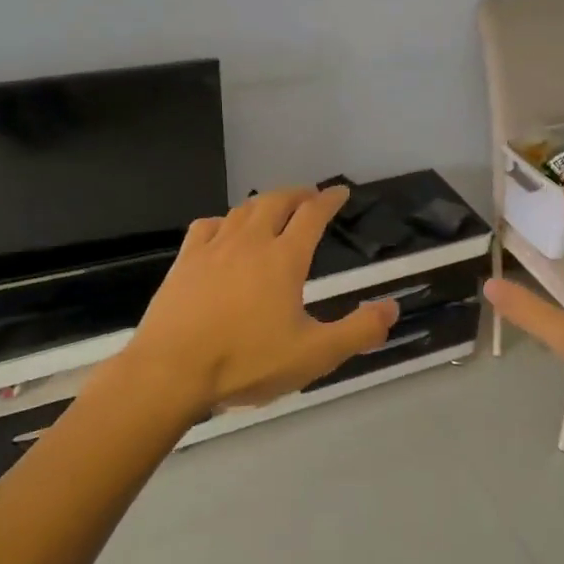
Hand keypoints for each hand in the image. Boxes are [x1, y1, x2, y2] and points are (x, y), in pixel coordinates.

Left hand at [123, 186, 398, 412]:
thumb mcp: (314, 355)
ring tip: (273, 208)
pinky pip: (207, 226)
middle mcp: (249, 242)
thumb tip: (392, 306)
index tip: (340, 192)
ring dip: (263, 203)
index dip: (329, 200)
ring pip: (242, 210)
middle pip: (276, 201)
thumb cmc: (247, 362)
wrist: (171, 371)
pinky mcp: (184, 262)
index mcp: (284, 259)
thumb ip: (358, 331)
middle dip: (297, 194)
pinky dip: (225, 220)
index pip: (312, 216)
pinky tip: (224, 231)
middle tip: (309, 195)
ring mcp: (212, 248)